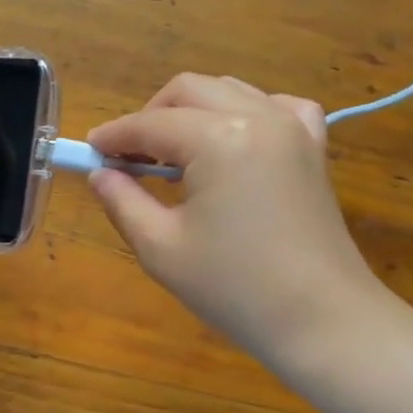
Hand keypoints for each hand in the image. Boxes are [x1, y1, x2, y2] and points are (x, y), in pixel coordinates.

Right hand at [87, 74, 388, 367]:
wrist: (322, 321)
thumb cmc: (235, 289)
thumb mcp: (161, 248)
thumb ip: (122, 201)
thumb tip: (100, 174)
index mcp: (218, 139)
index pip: (150, 124)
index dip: (114, 136)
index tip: (89, 152)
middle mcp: (258, 117)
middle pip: (188, 91)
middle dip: (151, 116)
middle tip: (129, 157)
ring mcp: (293, 128)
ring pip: (229, 91)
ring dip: (192, 111)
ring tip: (173, 155)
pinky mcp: (314, 147)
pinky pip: (277, 106)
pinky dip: (247, 112)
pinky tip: (234, 141)